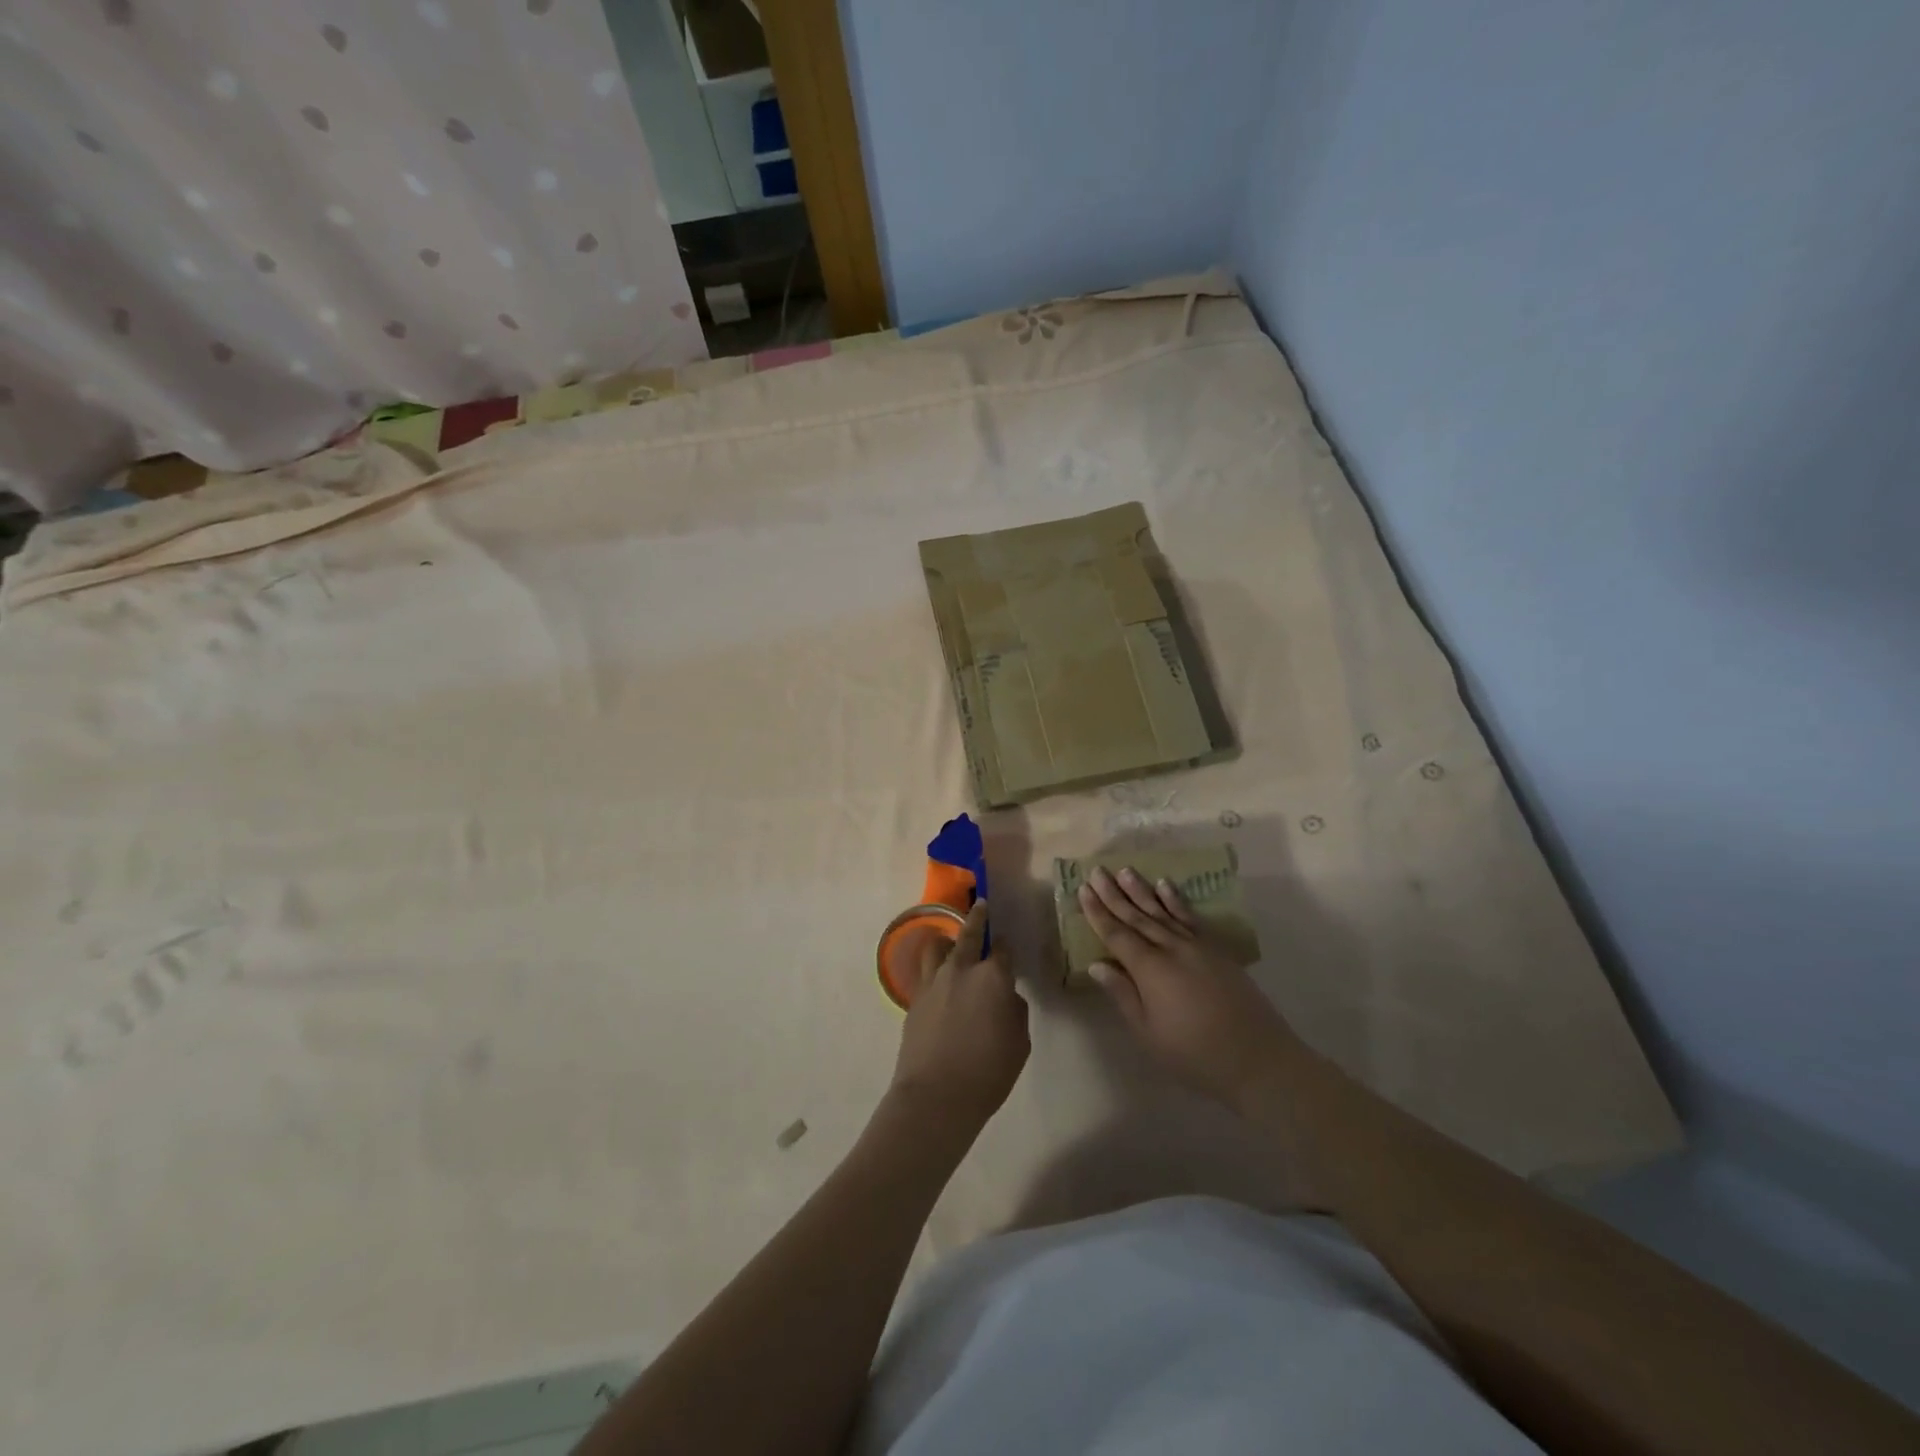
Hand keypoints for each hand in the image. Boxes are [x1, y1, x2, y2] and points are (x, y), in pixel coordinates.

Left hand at [889, 901, 1029, 1133]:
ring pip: (937, 946)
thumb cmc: (988, 1072)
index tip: (1006, 944)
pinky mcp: (914, 998)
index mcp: (993, 978)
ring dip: (947, 940)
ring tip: (950, 942)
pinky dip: (933, 968)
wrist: (936, 1096)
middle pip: (968, 934)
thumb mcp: (1019, 1043)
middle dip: (977, 918)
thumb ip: (1015, 1011)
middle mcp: (961, 970)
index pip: (1002, 950)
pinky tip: (938, 978)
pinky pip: (925, 972)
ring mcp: (933, 982)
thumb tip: (1005, 997)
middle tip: (981, 905)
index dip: (1005, 946)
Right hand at [1079, 866, 1300, 1109]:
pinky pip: (1191, 917)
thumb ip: (1123, 994)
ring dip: (1142, 891)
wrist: (1258, 1059)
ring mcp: (1197, 946)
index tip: (1083, 889)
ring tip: (1126, 871)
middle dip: (1115, 894)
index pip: (1116, 934)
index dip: (1098, 912)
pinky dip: (1176, 901)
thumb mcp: (1148, 1032)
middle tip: (1097, 871)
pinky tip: (1166, 886)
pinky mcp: (1217, 950)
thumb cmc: (1194, 1054)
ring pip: (1162, 911)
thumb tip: (1096, 964)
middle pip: (1137, 916)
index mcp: (1149, 969)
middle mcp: (1171, 948)